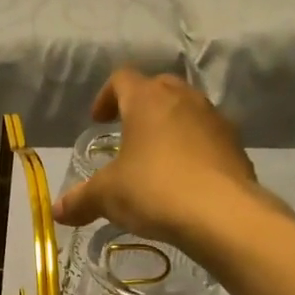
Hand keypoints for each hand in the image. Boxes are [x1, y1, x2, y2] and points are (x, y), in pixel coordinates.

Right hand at [51, 68, 285, 251]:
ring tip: (156, 157)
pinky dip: (194, 149)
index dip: (106, 96)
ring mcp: (215, 121)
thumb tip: (57, 211)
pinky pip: (208, 138)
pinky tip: (184, 179)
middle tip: (127, 131)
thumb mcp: (108, 196)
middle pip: (159, 86)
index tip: (98, 120)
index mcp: (147, 100)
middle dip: (141, 104)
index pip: (122, 79)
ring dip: (170, 126)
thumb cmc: (155, 190)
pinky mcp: (237, 147)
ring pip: (188, 110)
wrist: (223, 215)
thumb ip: (81, 199)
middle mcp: (184, 100)